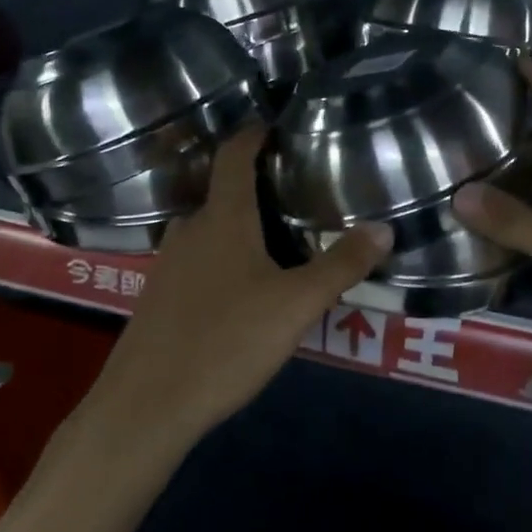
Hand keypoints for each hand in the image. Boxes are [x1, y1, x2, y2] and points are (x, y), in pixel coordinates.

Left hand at [87, 125, 391, 436]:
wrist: (147, 406)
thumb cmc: (226, 342)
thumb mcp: (296, 305)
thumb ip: (341, 265)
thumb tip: (384, 228)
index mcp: (222, 219)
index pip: (234, 155)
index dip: (254, 134)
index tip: (277, 125)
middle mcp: (190, 231)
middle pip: (223, 192)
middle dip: (257, 187)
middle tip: (297, 194)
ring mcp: (168, 265)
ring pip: (210, 230)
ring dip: (240, 226)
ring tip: (278, 241)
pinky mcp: (159, 297)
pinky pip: (198, 260)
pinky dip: (223, 257)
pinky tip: (244, 290)